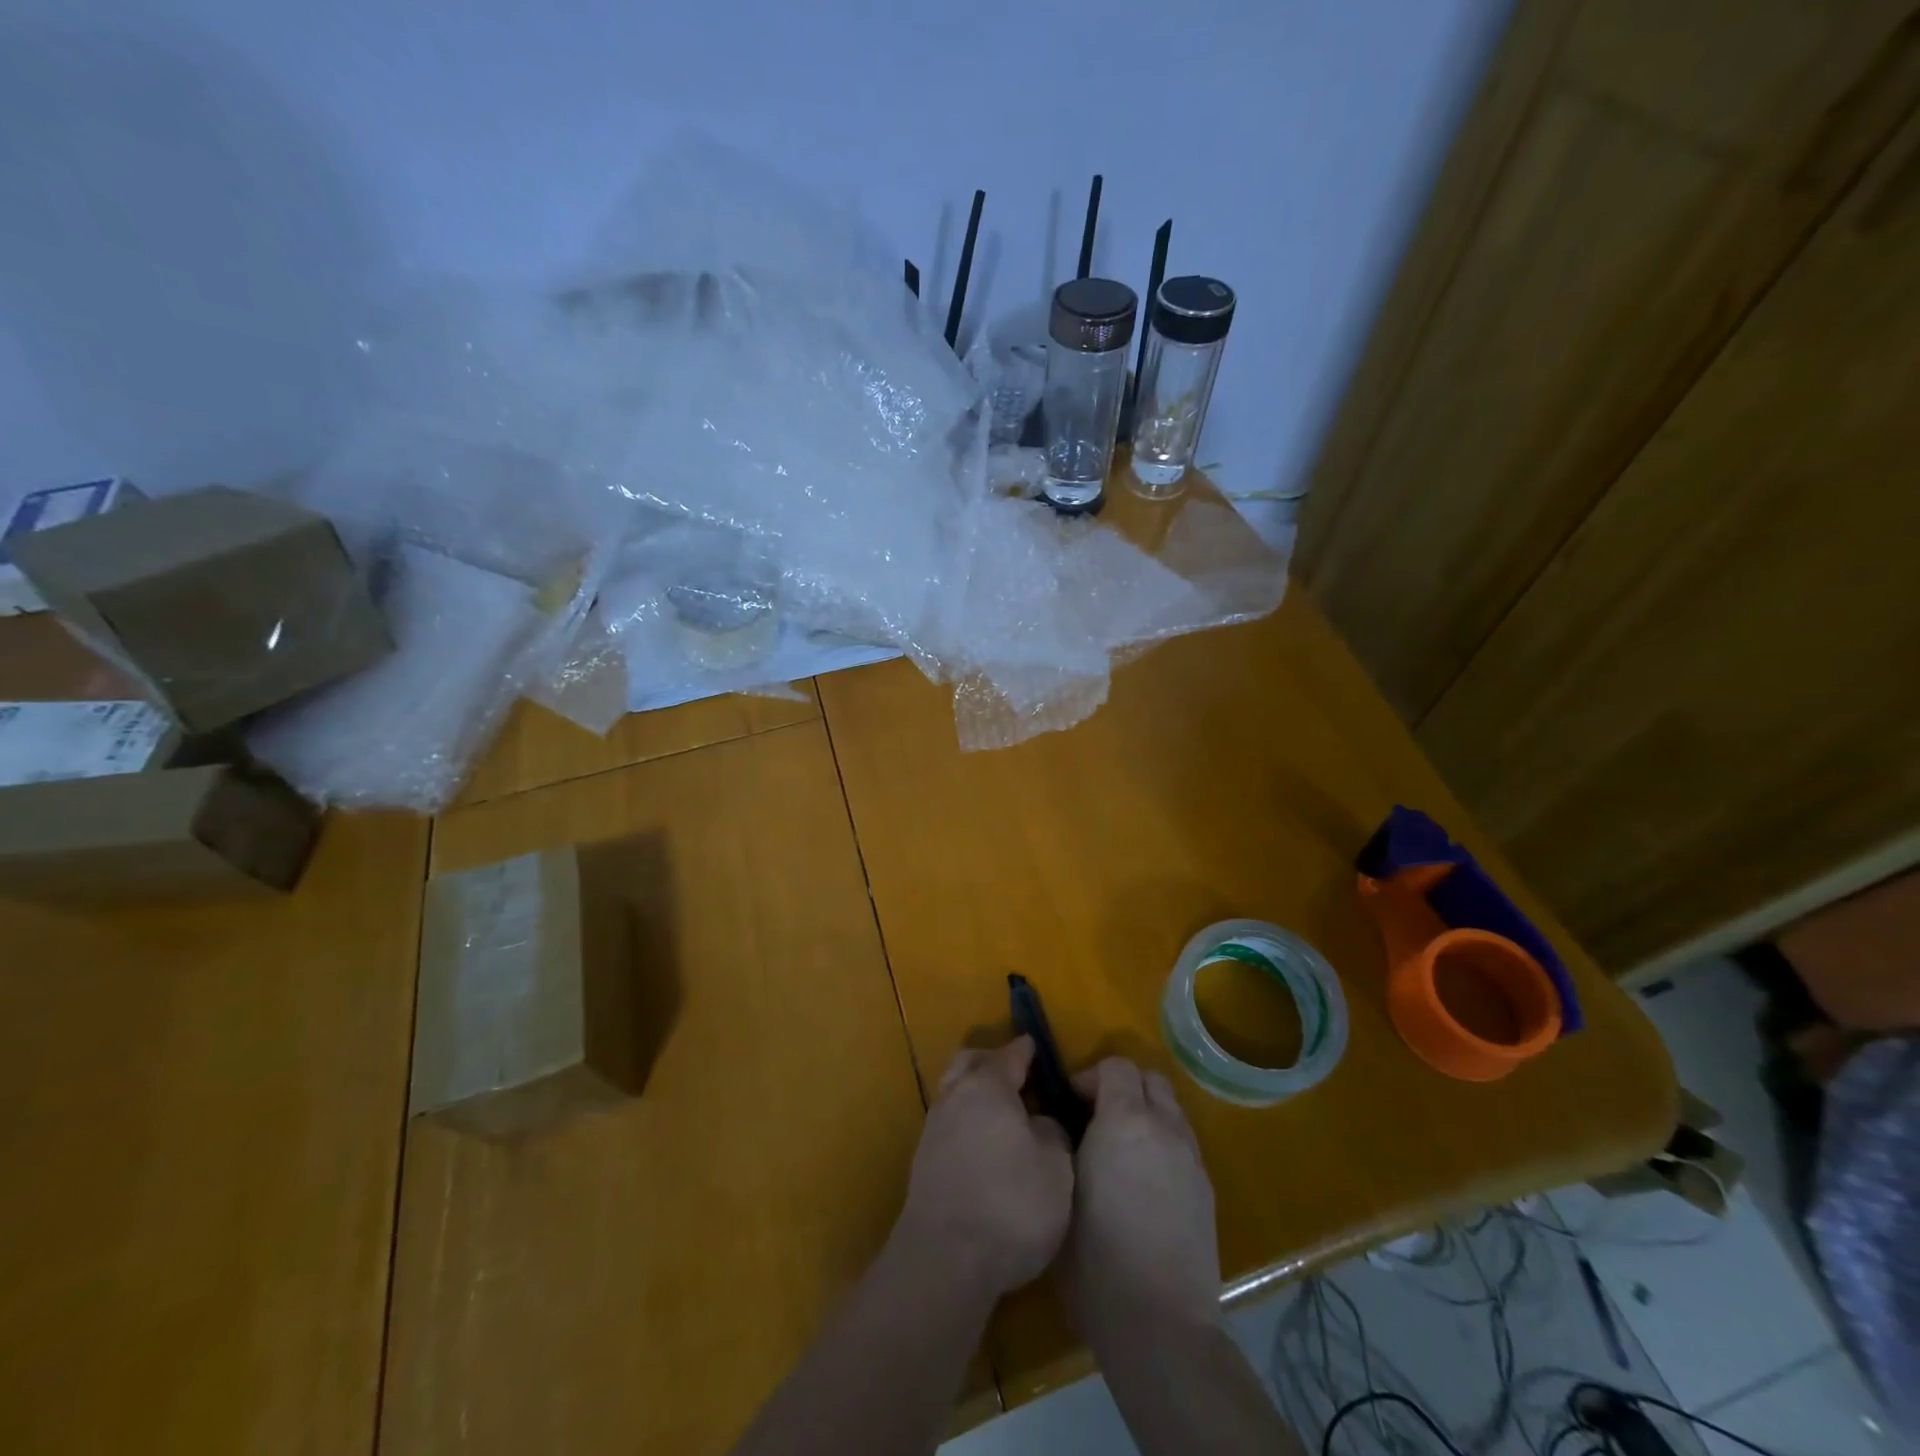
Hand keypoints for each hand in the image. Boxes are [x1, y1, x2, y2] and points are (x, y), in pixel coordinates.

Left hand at [893, 1038, 1074, 1297]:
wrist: (944, 1260)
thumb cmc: (1010, 1203)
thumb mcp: (1056, 1167)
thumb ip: (1051, 1132)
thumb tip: (1037, 1123)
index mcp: (988, 1086)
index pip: (1010, 1055)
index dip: (1025, 1050)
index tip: (1035, 1046)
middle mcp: (955, 1098)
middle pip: (969, 1064)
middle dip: (990, 1061)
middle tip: (1015, 1074)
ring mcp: (933, 1130)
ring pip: (954, 1094)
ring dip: (974, 1094)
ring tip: (1001, 1113)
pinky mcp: (923, 1165)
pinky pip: (949, 1126)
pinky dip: (966, 1124)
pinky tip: (983, 1146)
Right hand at [1061, 1057, 1221, 1342]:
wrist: (1159, 1324)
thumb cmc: (1095, 1258)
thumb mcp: (1061, 1190)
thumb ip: (1064, 1144)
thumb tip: (1065, 1130)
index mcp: (1126, 1121)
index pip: (1117, 1066)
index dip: (1090, 1076)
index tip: (1070, 1104)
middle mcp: (1165, 1128)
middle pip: (1151, 1079)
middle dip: (1123, 1087)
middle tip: (1097, 1118)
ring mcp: (1191, 1158)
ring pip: (1171, 1110)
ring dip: (1146, 1114)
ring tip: (1122, 1150)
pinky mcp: (1207, 1189)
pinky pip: (1183, 1144)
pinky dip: (1162, 1144)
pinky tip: (1144, 1182)